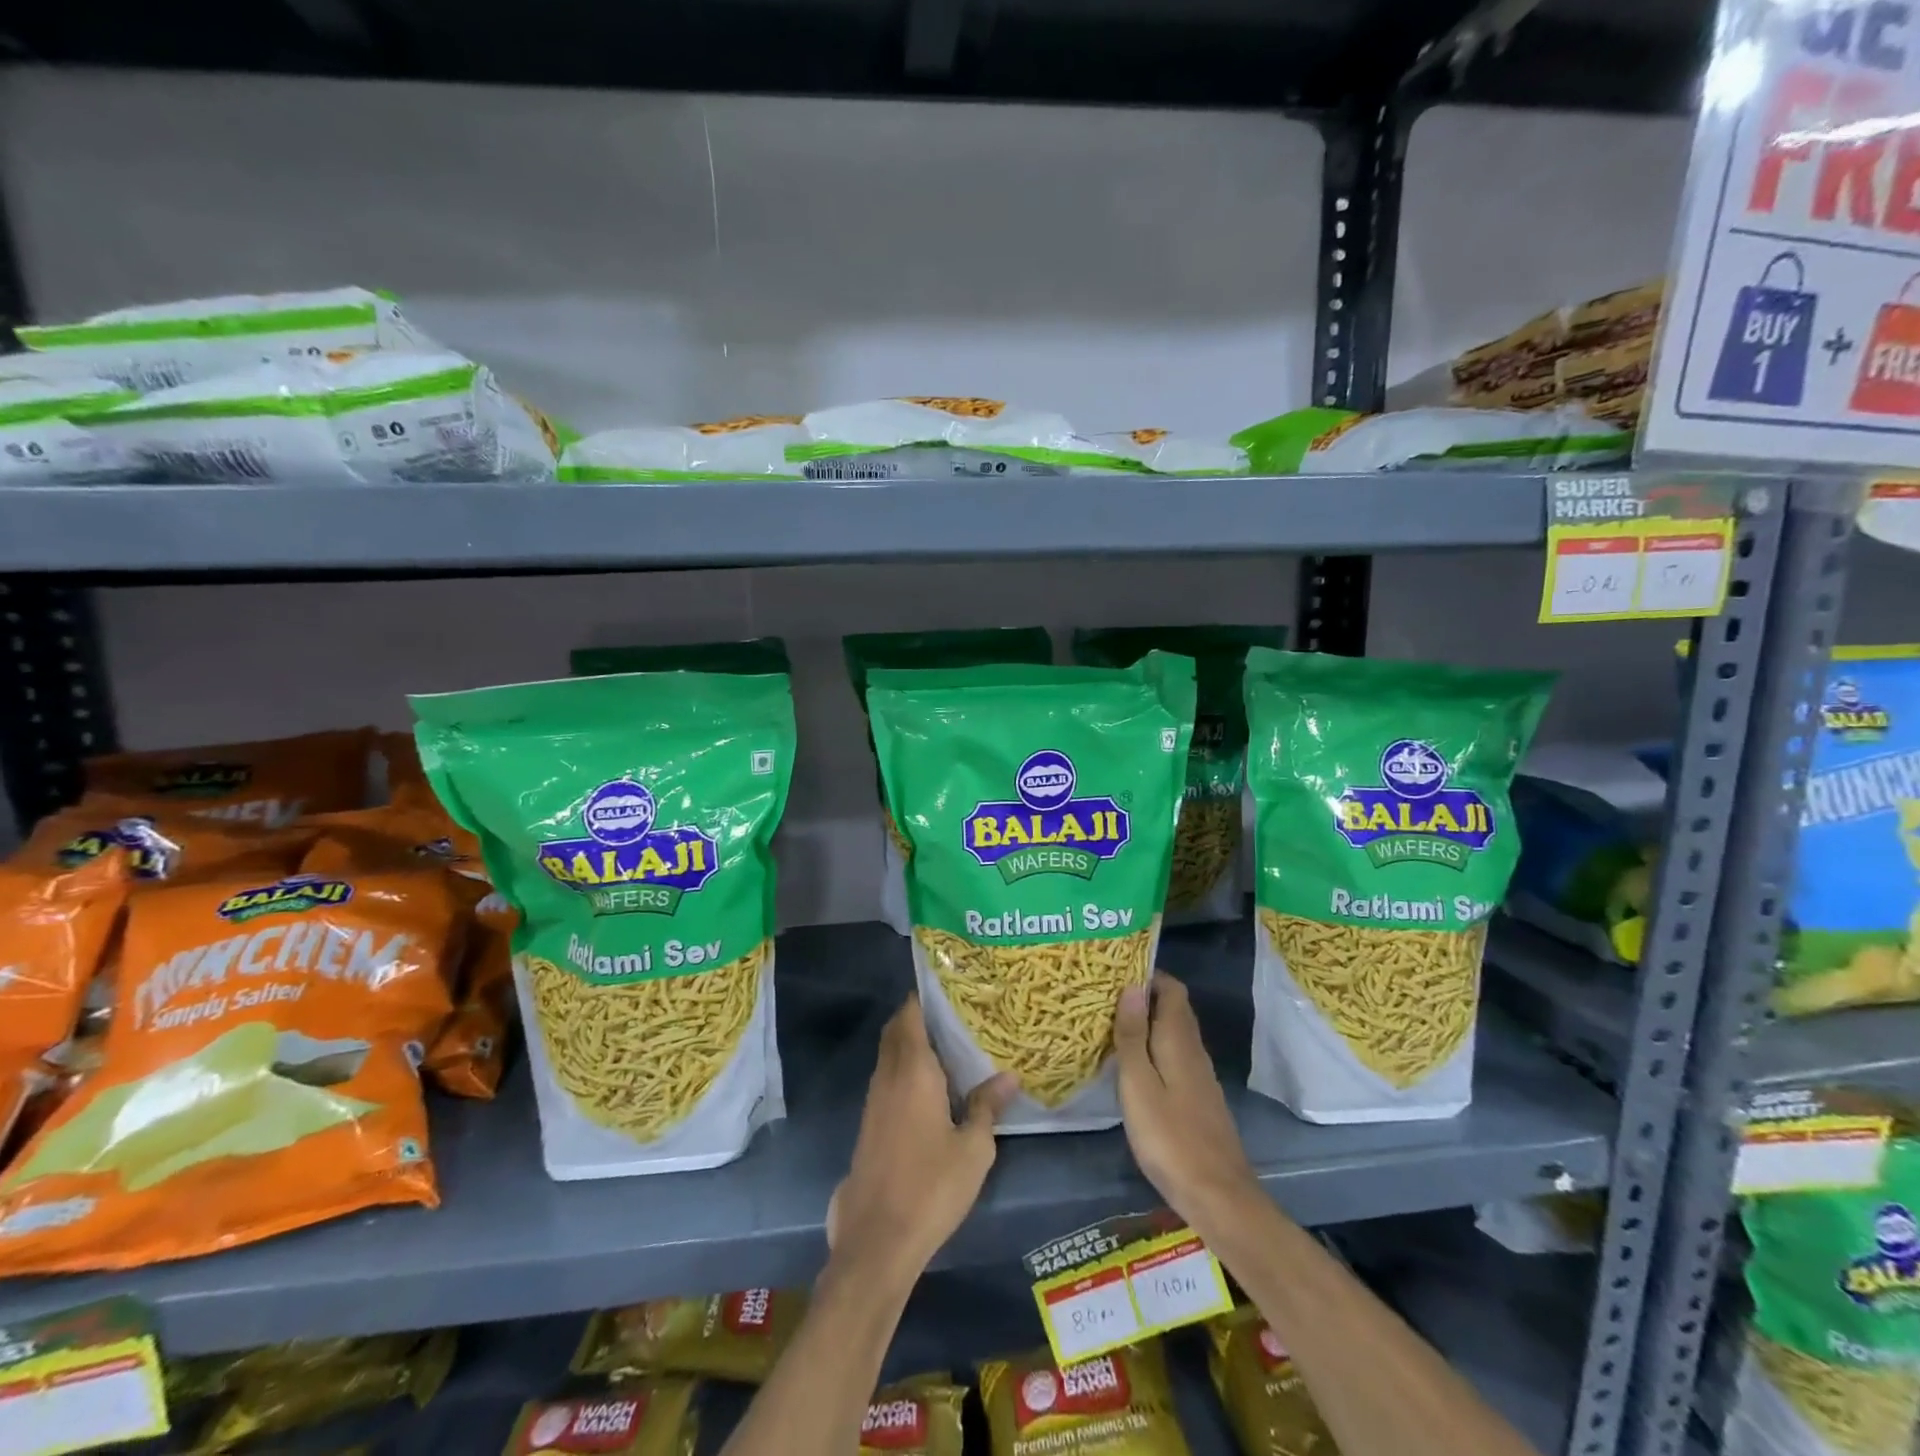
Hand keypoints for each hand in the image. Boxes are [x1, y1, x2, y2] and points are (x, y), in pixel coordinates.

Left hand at [827, 996, 1015, 1283]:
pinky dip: (905, 1071)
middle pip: (896, 1031)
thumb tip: (1008, 1076)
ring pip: (890, 1056)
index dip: (924, 997)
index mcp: (913, 1070)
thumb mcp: (974, 1148)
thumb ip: (987, 1106)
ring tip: (949, 1047)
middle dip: (918, 1017)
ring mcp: (874, 1101)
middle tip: (953, 1015)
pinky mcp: (870, 1125)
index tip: (949, 989)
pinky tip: (931, 1089)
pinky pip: (888, 1080)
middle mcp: (888, 1076)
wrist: (877, 1240)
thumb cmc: (931, 1186)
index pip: (909, 1015)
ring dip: (911, 1045)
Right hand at [1113, 976, 1260, 1240]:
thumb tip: (1132, 985)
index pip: (1172, 989)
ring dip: (1148, 1021)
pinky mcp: (1198, 1099)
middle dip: (1145, 994)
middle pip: (1174, 1008)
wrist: (1218, 1196)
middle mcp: (1193, 1051)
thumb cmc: (1170, 1137)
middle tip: (1105, 993)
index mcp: (1179, 1041)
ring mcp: (1199, 1076)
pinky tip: (1134, 1062)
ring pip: (1175, 1033)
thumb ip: (1133, 1035)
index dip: (1148, 974)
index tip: (1116, 969)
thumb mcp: (1139, 1085)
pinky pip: (1175, 1056)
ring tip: (1112, 1021)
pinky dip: (1155, 1047)